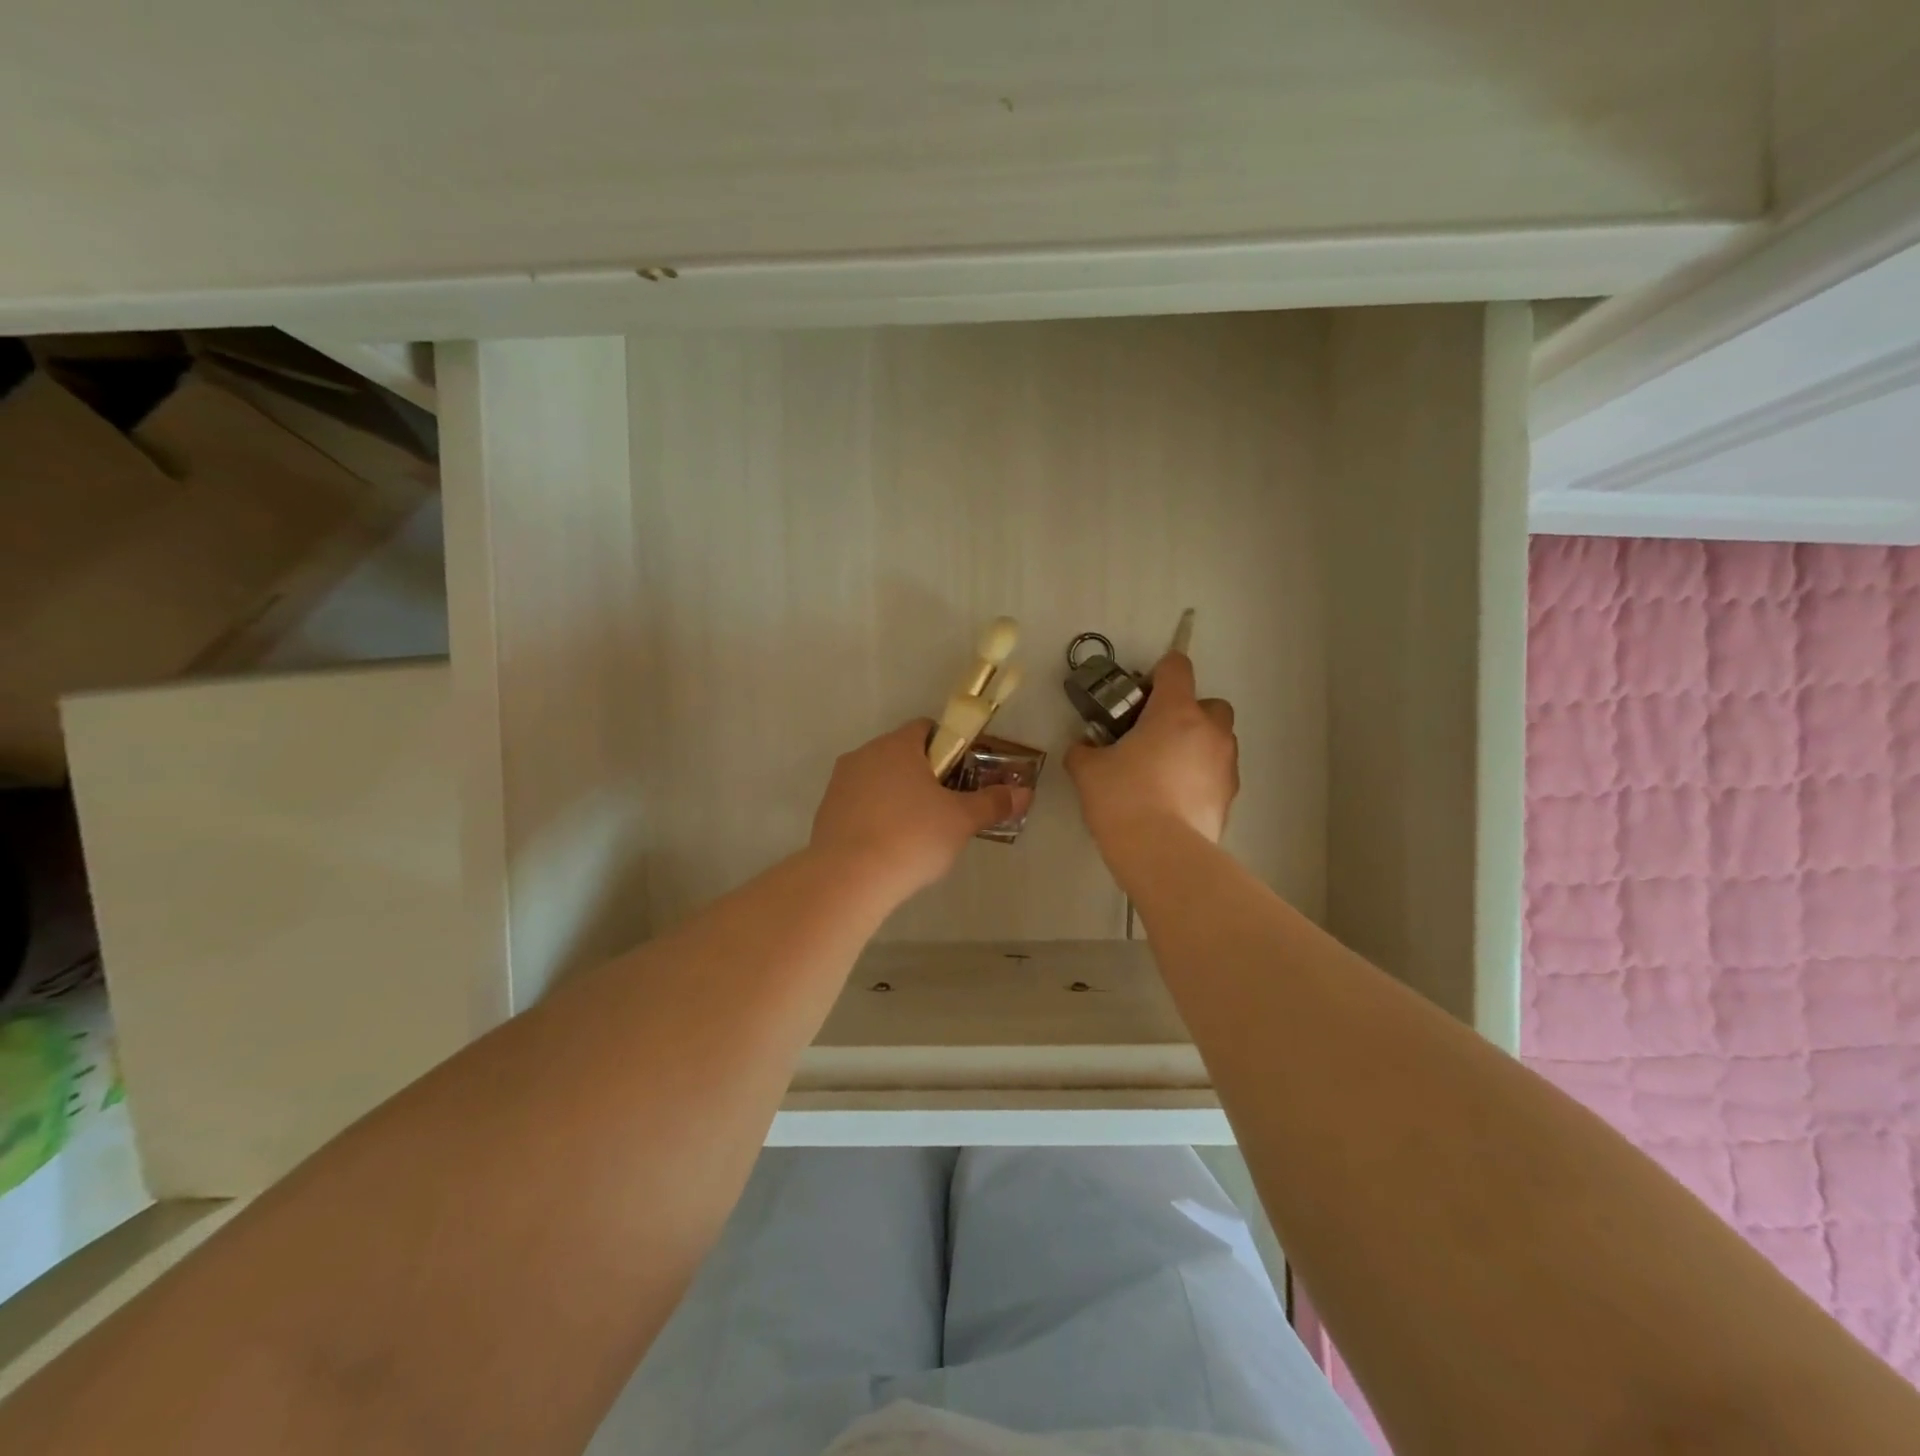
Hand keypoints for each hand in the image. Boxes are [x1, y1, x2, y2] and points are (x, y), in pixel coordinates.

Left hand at [810, 720, 1025, 900]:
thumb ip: (993, 803)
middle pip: (901, 754)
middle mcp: (864, 754)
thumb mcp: (961, 821)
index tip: (962, 775)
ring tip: (916, 834)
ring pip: (878, 780)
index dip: (949, 747)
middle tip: (945, 808)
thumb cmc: (912, 838)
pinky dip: (875, 817)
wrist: (848, 879)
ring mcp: (840, 783)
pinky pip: (859, 805)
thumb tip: (1025, 793)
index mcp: (897, 746)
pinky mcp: (825, 812)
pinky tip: (888, 847)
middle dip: (924, 775)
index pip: (926, 728)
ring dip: (897, 796)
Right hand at [1065, 652, 1237, 848]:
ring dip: (1197, 746)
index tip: (1141, 693)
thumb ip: (1084, 751)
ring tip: (1166, 772)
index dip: (1159, 672)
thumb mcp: (1088, 771)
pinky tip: (1175, 800)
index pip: (1176, 667)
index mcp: (1175, 712)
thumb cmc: (1123, 799)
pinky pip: (1217, 774)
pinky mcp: (1230, 797)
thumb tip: (1083, 748)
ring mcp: (1226, 765)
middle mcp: (1209, 731)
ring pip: (1217, 740)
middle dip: (1188, 713)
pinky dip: (1201, 778)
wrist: (1162, 853)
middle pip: (1210, 704)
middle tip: (1156, 736)